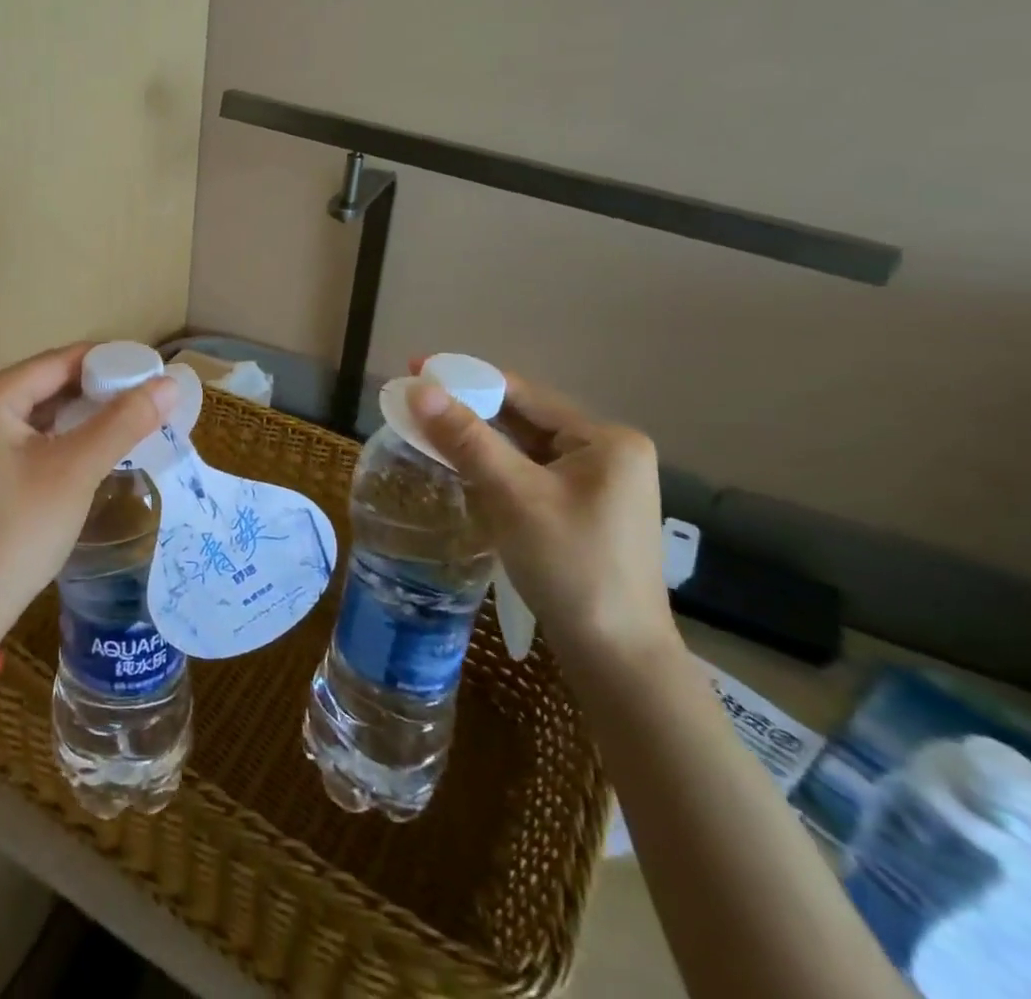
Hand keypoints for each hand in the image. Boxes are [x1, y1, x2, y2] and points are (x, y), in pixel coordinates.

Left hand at [0, 344, 176, 643]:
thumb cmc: (17, 532)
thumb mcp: (75, 471)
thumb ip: (124, 422)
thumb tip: (171, 384)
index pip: (58, 362)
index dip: (109, 362)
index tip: (153, 371)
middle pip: (45, 383)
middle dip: (97, 390)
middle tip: (148, 398)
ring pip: (36, 410)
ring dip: (80, 414)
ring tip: (131, 418)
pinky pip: (23, 434)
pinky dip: (58, 436)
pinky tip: (92, 444)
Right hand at [408, 364, 677, 671]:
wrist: (618, 661)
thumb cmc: (572, 567)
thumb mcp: (514, 496)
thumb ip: (466, 438)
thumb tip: (417, 388)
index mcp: (606, 439)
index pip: (524, 393)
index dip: (466, 379)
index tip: (416, 368)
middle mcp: (607, 453)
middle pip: (523, 418)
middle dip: (467, 410)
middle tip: (412, 402)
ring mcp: (597, 485)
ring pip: (523, 448)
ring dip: (476, 439)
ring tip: (424, 428)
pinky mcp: (581, 512)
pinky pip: (527, 474)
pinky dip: (492, 467)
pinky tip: (458, 466)